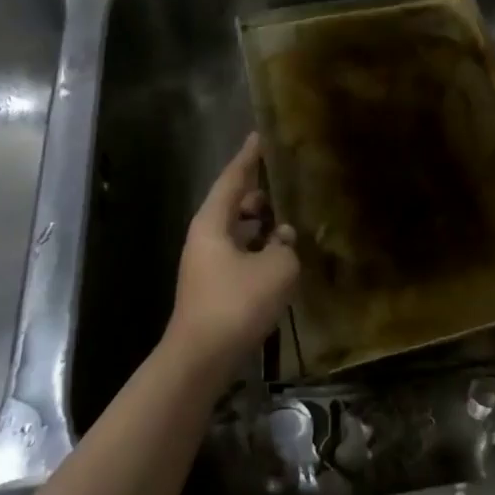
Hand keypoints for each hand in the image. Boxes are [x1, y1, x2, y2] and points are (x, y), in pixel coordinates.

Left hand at [166, 134, 299, 373]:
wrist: (201, 359)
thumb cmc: (237, 303)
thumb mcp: (276, 268)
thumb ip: (286, 244)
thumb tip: (284, 235)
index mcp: (213, 222)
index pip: (233, 178)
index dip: (249, 156)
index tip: (261, 135)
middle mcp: (206, 237)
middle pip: (235, 203)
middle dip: (261, 191)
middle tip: (288, 179)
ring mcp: (208, 263)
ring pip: (239, 230)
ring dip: (263, 223)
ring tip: (293, 215)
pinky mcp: (215, 286)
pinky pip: (241, 253)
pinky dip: (260, 247)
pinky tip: (283, 254)